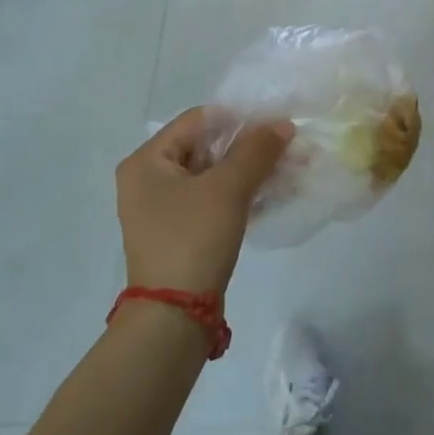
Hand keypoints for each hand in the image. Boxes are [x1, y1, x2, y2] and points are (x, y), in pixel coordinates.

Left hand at [116, 108, 293, 296]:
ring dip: (247, 171)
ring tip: (285, 169)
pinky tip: (270, 195)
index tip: (275, 125)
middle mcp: (148, 179)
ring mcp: (161, 208)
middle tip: (286, 147)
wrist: (174, 316)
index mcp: (147, 160)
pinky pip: (210, 200)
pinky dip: (237, 194)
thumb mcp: (228, 189)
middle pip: (205, 146)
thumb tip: (283, 124)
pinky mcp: (178, 231)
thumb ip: (257, 151)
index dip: (238, 118)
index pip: (198, 120)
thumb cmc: (193, 239)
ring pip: (211, 174)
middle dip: (247, 147)